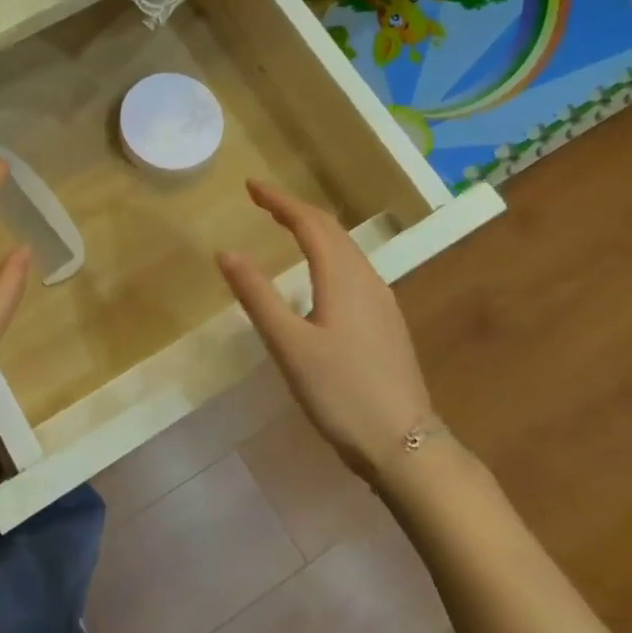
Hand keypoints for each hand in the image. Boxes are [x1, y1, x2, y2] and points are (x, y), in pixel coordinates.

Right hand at [216, 179, 432, 480]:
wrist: (405, 446)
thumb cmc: (341, 393)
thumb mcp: (289, 345)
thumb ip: (257, 296)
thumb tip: (226, 252)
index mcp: (343, 278)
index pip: (309, 223)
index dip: (279, 200)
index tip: (250, 186)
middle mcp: (366, 279)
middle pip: (331, 230)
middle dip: (295, 209)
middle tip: (261, 201)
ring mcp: (382, 301)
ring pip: (346, 248)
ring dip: (314, 229)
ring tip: (285, 225)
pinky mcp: (386, 322)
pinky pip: (353, 268)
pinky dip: (328, 252)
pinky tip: (318, 271)